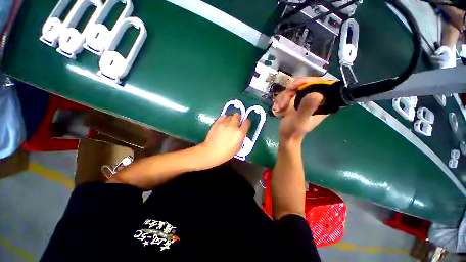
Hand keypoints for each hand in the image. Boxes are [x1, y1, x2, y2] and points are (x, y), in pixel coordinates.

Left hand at [200, 113, 250, 165]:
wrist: (212, 152)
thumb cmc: (227, 153)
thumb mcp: (238, 147)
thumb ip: (241, 137)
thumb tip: (241, 132)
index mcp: (240, 133)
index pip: (247, 122)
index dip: (247, 122)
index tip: (246, 123)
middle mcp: (233, 126)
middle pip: (238, 115)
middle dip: (239, 118)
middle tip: (237, 122)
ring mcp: (224, 123)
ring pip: (230, 116)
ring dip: (231, 119)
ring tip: (229, 124)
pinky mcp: (217, 123)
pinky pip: (222, 117)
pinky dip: (224, 118)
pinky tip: (223, 123)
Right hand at [272, 77, 328, 140]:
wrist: (286, 136)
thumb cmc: (293, 130)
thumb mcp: (300, 120)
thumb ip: (307, 108)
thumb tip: (316, 93)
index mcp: (323, 103)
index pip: (320, 83)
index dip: (306, 81)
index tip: (292, 87)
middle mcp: (315, 98)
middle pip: (303, 84)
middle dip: (289, 93)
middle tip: (281, 103)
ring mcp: (305, 99)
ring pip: (293, 88)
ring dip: (282, 97)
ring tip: (278, 108)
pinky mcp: (296, 101)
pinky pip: (288, 94)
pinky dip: (280, 100)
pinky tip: (277, 108)